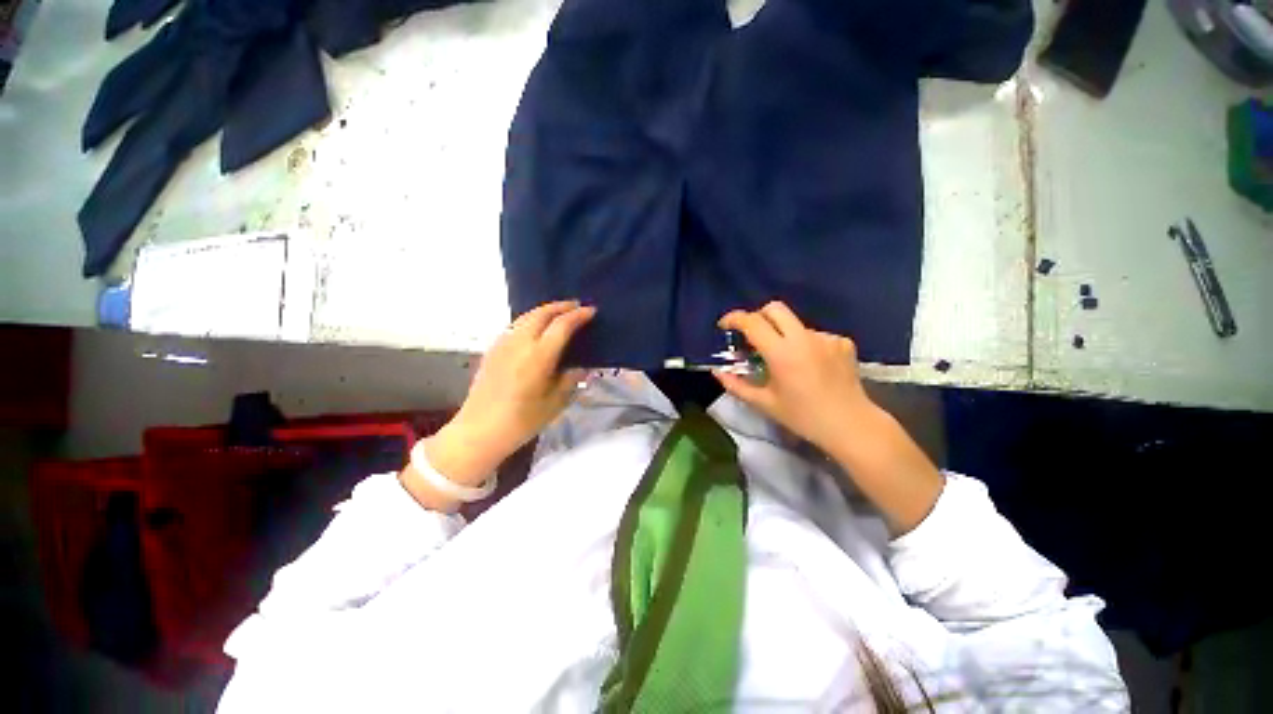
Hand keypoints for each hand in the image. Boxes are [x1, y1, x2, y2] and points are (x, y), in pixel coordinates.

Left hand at [408, 301, 594, 506]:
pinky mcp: (493, 349)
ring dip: (545, 310)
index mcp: (538, 356)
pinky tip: (536, 328)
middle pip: (542, 313)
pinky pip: (515, 325)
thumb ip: (570, 380)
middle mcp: (520, 343)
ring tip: (559, 313)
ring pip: (526, 316)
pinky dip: (531, 320)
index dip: (578, 316)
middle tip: (577, 306)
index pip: (562, 325)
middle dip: (561, 306)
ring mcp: (503, 344)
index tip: (591, 311)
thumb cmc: (522, 421)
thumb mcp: (555, 403)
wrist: (479, 431)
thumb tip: (581, 367)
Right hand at [713, 301, 874, 454]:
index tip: (725, 326)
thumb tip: (717, 371)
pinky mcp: (842, 342)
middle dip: (758, 316)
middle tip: (753, 335)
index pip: (752, 322)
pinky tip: (809, 365)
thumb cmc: (803, 417)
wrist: (851, 425)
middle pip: (775, 308)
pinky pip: (814, 335)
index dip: (734, 319)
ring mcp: (826, 338)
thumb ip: (736, 385)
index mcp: (782, 354)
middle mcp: (804, 338)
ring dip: (783, 335)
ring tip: (786, 360)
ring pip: (795, 324)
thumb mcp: (764, 403)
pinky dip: (805, 344)